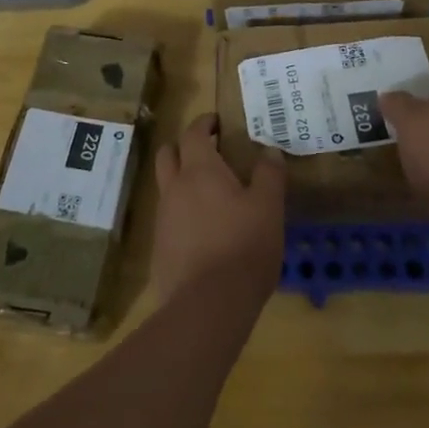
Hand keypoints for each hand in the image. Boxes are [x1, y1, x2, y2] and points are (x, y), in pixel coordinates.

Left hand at [151, 114, 285, 306]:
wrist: (207, 305)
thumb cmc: (243, 246)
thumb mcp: (268, 207)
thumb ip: (269, 175)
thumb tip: (269, 150)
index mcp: (200, 171)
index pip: (193, 133)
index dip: (204, 123)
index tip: (216, 122)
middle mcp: (174, 188)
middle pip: (168, 155)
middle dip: (183, 147)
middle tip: (207, 152)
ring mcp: (162, 220)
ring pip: (166, 188)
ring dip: (181, 182)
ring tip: (209, 195)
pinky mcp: (159, 249)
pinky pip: (168, 220)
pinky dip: (181, 215)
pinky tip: (202, 233)